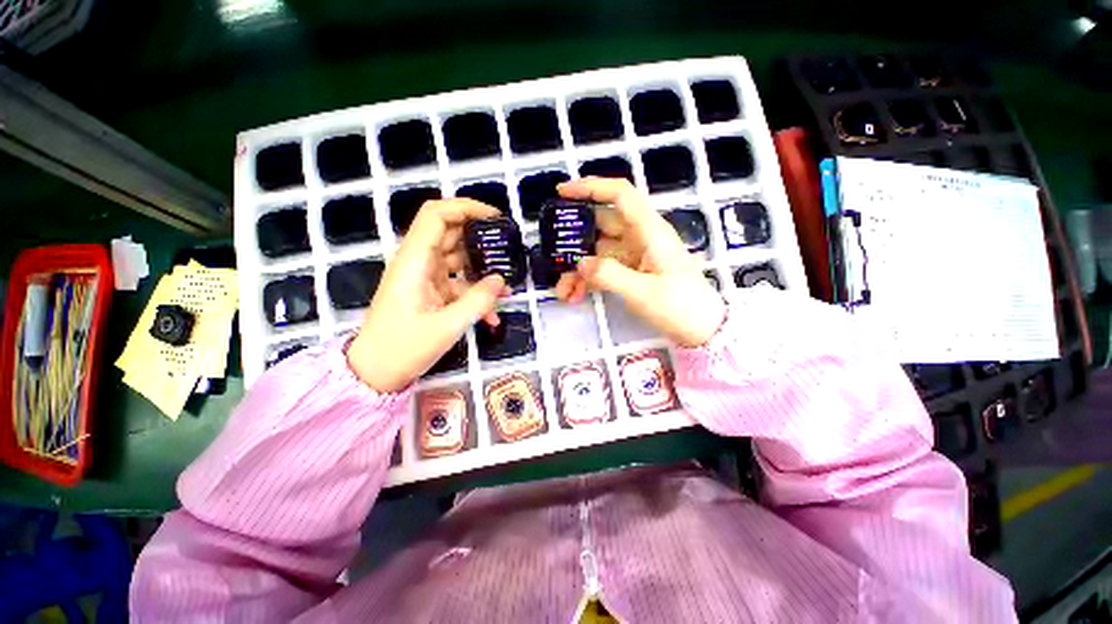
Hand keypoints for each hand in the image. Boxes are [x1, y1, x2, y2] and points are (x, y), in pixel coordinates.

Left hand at [348, 199, 507, 392]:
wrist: (376, 373)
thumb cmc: (404, 348)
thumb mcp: (447, 326)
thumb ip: (478, 301)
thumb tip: (501, 281)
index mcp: (414, 261)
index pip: (437, 215)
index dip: (465, 208)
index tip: (494, 219)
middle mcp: (419, 262)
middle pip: (451, 234)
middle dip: (481, 239)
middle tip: (508, 249)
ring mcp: (425, 277)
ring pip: (458, 260)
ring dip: (483, 271)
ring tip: (506, 288)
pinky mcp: (431, 292)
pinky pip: (458, 284)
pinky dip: (475, 294)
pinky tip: (492, 315)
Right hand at [554, 178, 725, 347]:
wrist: (703, 329)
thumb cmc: (681, 307)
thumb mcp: (643, 292)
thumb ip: (609, 275)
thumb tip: (579, 263)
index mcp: (650, 231)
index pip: (620, 195)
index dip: (591, 187)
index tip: (562, 192)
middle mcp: (640, 238)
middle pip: (601, 226)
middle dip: (575, 242)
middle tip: (551, 255)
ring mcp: (634, 256)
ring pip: (597, 252)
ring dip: (578, 269)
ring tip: (562, 291)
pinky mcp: (631, 272)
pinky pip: (603, 269)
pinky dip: (588, 280)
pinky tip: (574, 295)